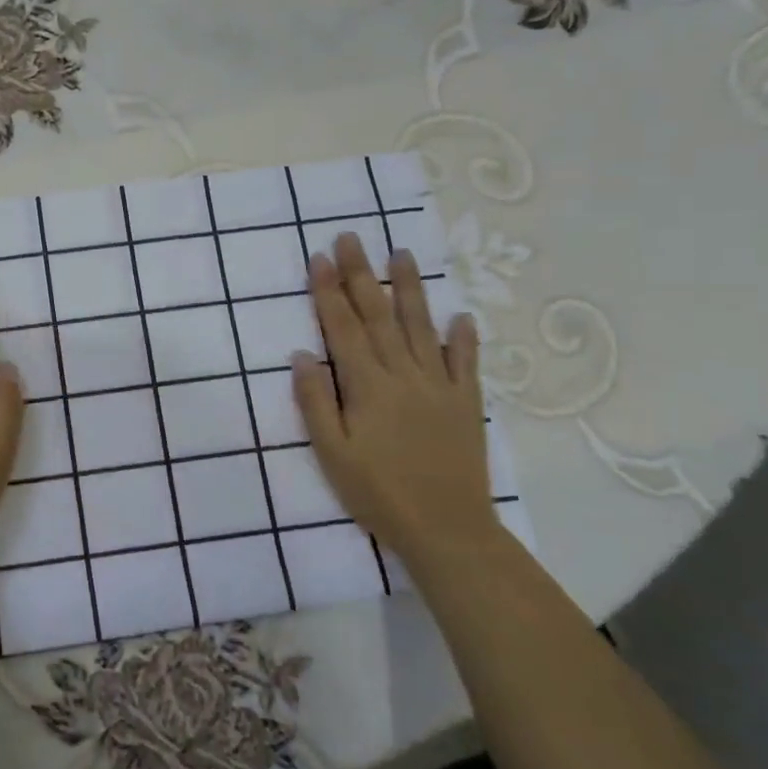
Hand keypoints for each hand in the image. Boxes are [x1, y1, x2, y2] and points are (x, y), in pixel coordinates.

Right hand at [291, 234, 496, 564]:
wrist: (448, 530)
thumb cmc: (378, 493)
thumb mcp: (331, 452)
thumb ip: (315, 400)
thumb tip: (301, 354)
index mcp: (367, 385)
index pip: (343, 327)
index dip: (328, 291)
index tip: (319, 257)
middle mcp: (404, 374)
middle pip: (378, 316)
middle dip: (361, 274)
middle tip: (351, 238)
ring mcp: (439, 386)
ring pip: (421, 327)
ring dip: (410, 289)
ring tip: (402, 254)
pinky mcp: (466, 404)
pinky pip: (466, 363)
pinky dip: (464, 338)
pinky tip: (462, 315)